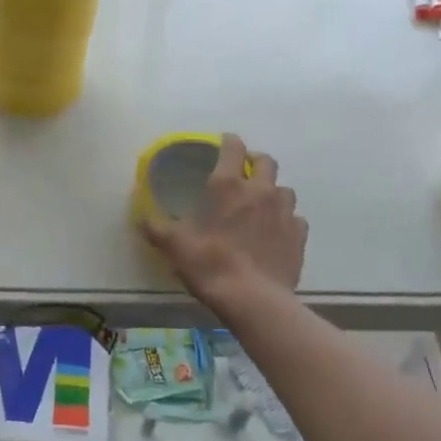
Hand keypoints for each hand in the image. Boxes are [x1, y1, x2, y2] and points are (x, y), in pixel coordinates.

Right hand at [139, 133, 305, 310]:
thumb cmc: (208, 263)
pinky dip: (286, 220)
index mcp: (227, 185)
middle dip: (255, 161)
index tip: (223, 143)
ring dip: (272, 191)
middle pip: (266, 161)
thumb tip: (141, 217)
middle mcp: (260, 190)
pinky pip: (295, 218)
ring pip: (284, 189)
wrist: (252, 299)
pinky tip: (275, 232)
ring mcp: (284, 212)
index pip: (234, 147)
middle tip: (243, 173)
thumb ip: (155, 227)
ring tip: (261, 205)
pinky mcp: (299, 235)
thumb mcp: (173, 245)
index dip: (229, 141)